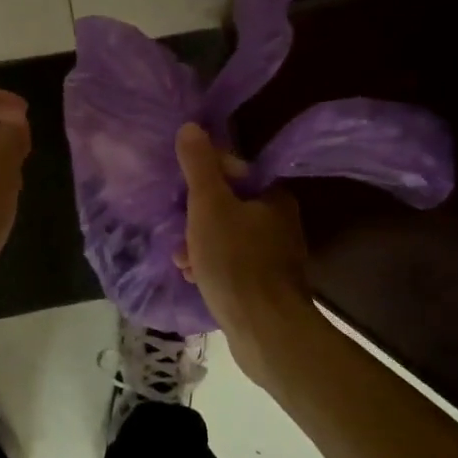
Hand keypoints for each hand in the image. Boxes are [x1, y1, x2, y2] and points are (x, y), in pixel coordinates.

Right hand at [174, 123, 309, 344]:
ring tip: (181, 259)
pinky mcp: (267, 286)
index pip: (235, 171)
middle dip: (197, 216)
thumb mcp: (209, 206)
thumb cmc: (236, 261)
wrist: (265, 330)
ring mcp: (276, 257)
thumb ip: (199, 166)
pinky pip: (232, 264)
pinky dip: (212, 266)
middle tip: (177, 231)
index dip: (204, 177)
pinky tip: (194, 278)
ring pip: (228, 237)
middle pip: (229, 206)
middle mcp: (281, 223)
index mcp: (274, 197)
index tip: (182, 193)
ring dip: (200, 243)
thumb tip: (191, 126)